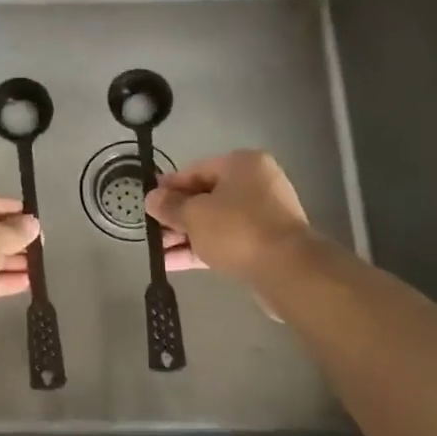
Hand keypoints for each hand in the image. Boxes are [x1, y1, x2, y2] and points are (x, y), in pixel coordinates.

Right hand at [146, 150, 312, 280]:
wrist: (288, 271)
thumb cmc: (237, 229)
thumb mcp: (194, 214)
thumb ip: (170, 206)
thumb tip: (152, 199)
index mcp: (242, 164)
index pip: (196, 170)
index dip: (169, 186)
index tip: (148, 201)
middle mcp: (256, 184)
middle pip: (206, 197)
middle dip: (177, 215)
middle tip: (151, 229)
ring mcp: (263, 216)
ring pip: (215, 222)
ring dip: (186, 235)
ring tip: (157, 251)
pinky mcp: (265, 245)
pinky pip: (227, 241)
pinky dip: (202, 249)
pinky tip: (173, 263)